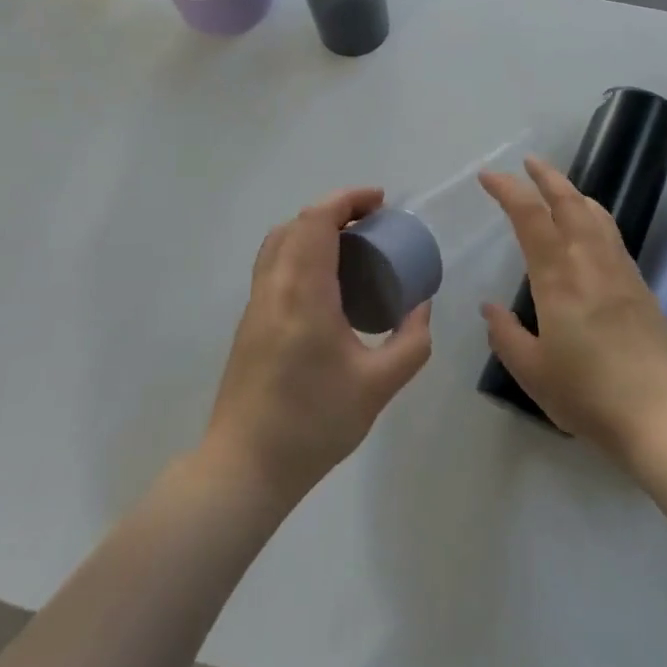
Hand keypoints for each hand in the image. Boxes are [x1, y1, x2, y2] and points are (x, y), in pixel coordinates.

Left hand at [205, 187, 432, 506]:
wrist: (245, 467)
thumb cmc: (314, 423)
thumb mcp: (378, 386)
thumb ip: (411, 342)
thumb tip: (421, 307)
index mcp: (303, 293)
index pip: (317, 221)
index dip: (348, 200)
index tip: (381, 202)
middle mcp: (274, 287)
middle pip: (297, 224)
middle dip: (335, 210)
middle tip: (372, 223)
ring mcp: (256, 304)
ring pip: (279, 242)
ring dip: (314, 230)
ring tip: (352, 247)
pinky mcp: (250, 322)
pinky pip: (274, 265)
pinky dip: (301, 252)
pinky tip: (328, 283)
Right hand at [480, 157, 666, 470]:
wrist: (664, 416)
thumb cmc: (590, 395)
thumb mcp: (533, 373)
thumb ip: (506, 336)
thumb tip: (490, 308)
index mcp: (558, 277)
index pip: (530, 216)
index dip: (508, 190)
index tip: (489, 177)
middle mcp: (590, 262)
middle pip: (569, 202)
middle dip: (546, 177)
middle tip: (528, 163)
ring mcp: (620, 271)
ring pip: (596, 214)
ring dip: (573, 193)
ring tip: (559, 189)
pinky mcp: (641, 286)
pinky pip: (612, 235)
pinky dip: (594, 216)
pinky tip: (590, 230)